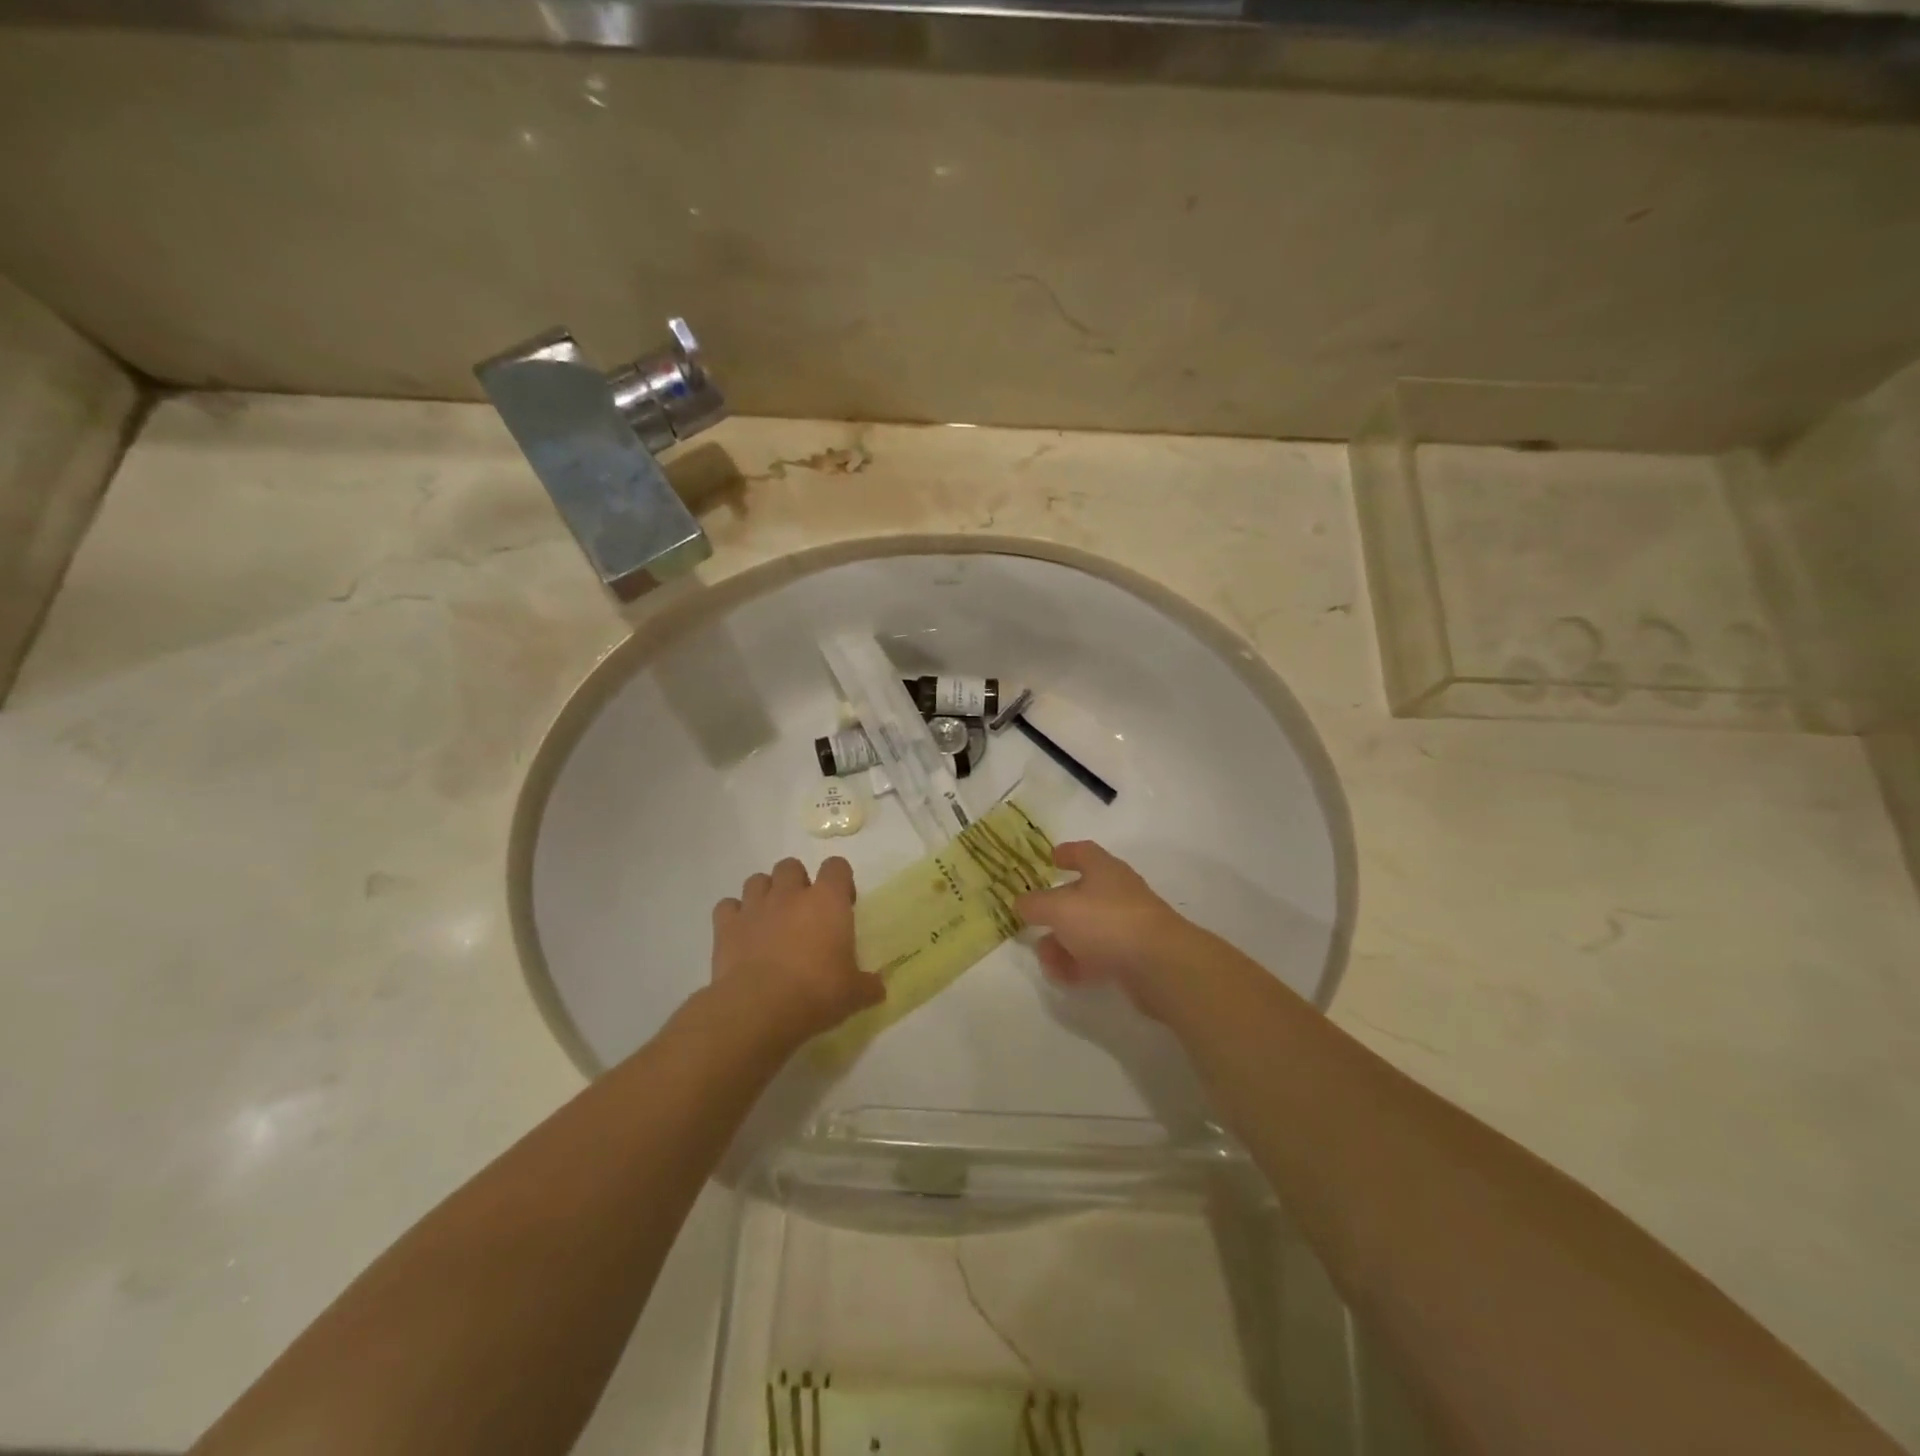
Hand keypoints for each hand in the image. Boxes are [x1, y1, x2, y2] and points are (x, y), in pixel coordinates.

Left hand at [711, 856, 884, 1045]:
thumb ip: (868, 986)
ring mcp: (755, 907)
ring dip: (765, 894)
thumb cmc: (816, 993)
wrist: (759, 1009)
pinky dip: (734, 915)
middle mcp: (790, 894)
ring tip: (771, 920)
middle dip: (797, 883)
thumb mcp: (853, 994)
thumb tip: (879, 988)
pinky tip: (741, 934)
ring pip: (757, 880)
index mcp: (827, 901)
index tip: (843, 905)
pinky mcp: (726, 926)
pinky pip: (728, 906)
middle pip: (792, 866)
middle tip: (804, 913)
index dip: (841, 881)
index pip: (837, 866)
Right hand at [1014, 841, 1203, 1020]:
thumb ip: (1035, 904)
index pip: (1084, 852)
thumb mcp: (1059, 908)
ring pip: (1089, 929)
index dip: (1066, 853)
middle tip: (1035, 922)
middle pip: (1083, 895)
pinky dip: (1080, 964)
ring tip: (1047, 959)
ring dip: (1064, 943)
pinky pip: (1100, 956)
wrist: (1160, 965)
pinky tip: (1065, 977)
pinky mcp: (1135, 956)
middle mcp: (1118, 893)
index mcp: (1104, 869)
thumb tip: (1020, 902)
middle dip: (1056, 911)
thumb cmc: (1106, 922)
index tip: (1050, 858)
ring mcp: (1129, 925)